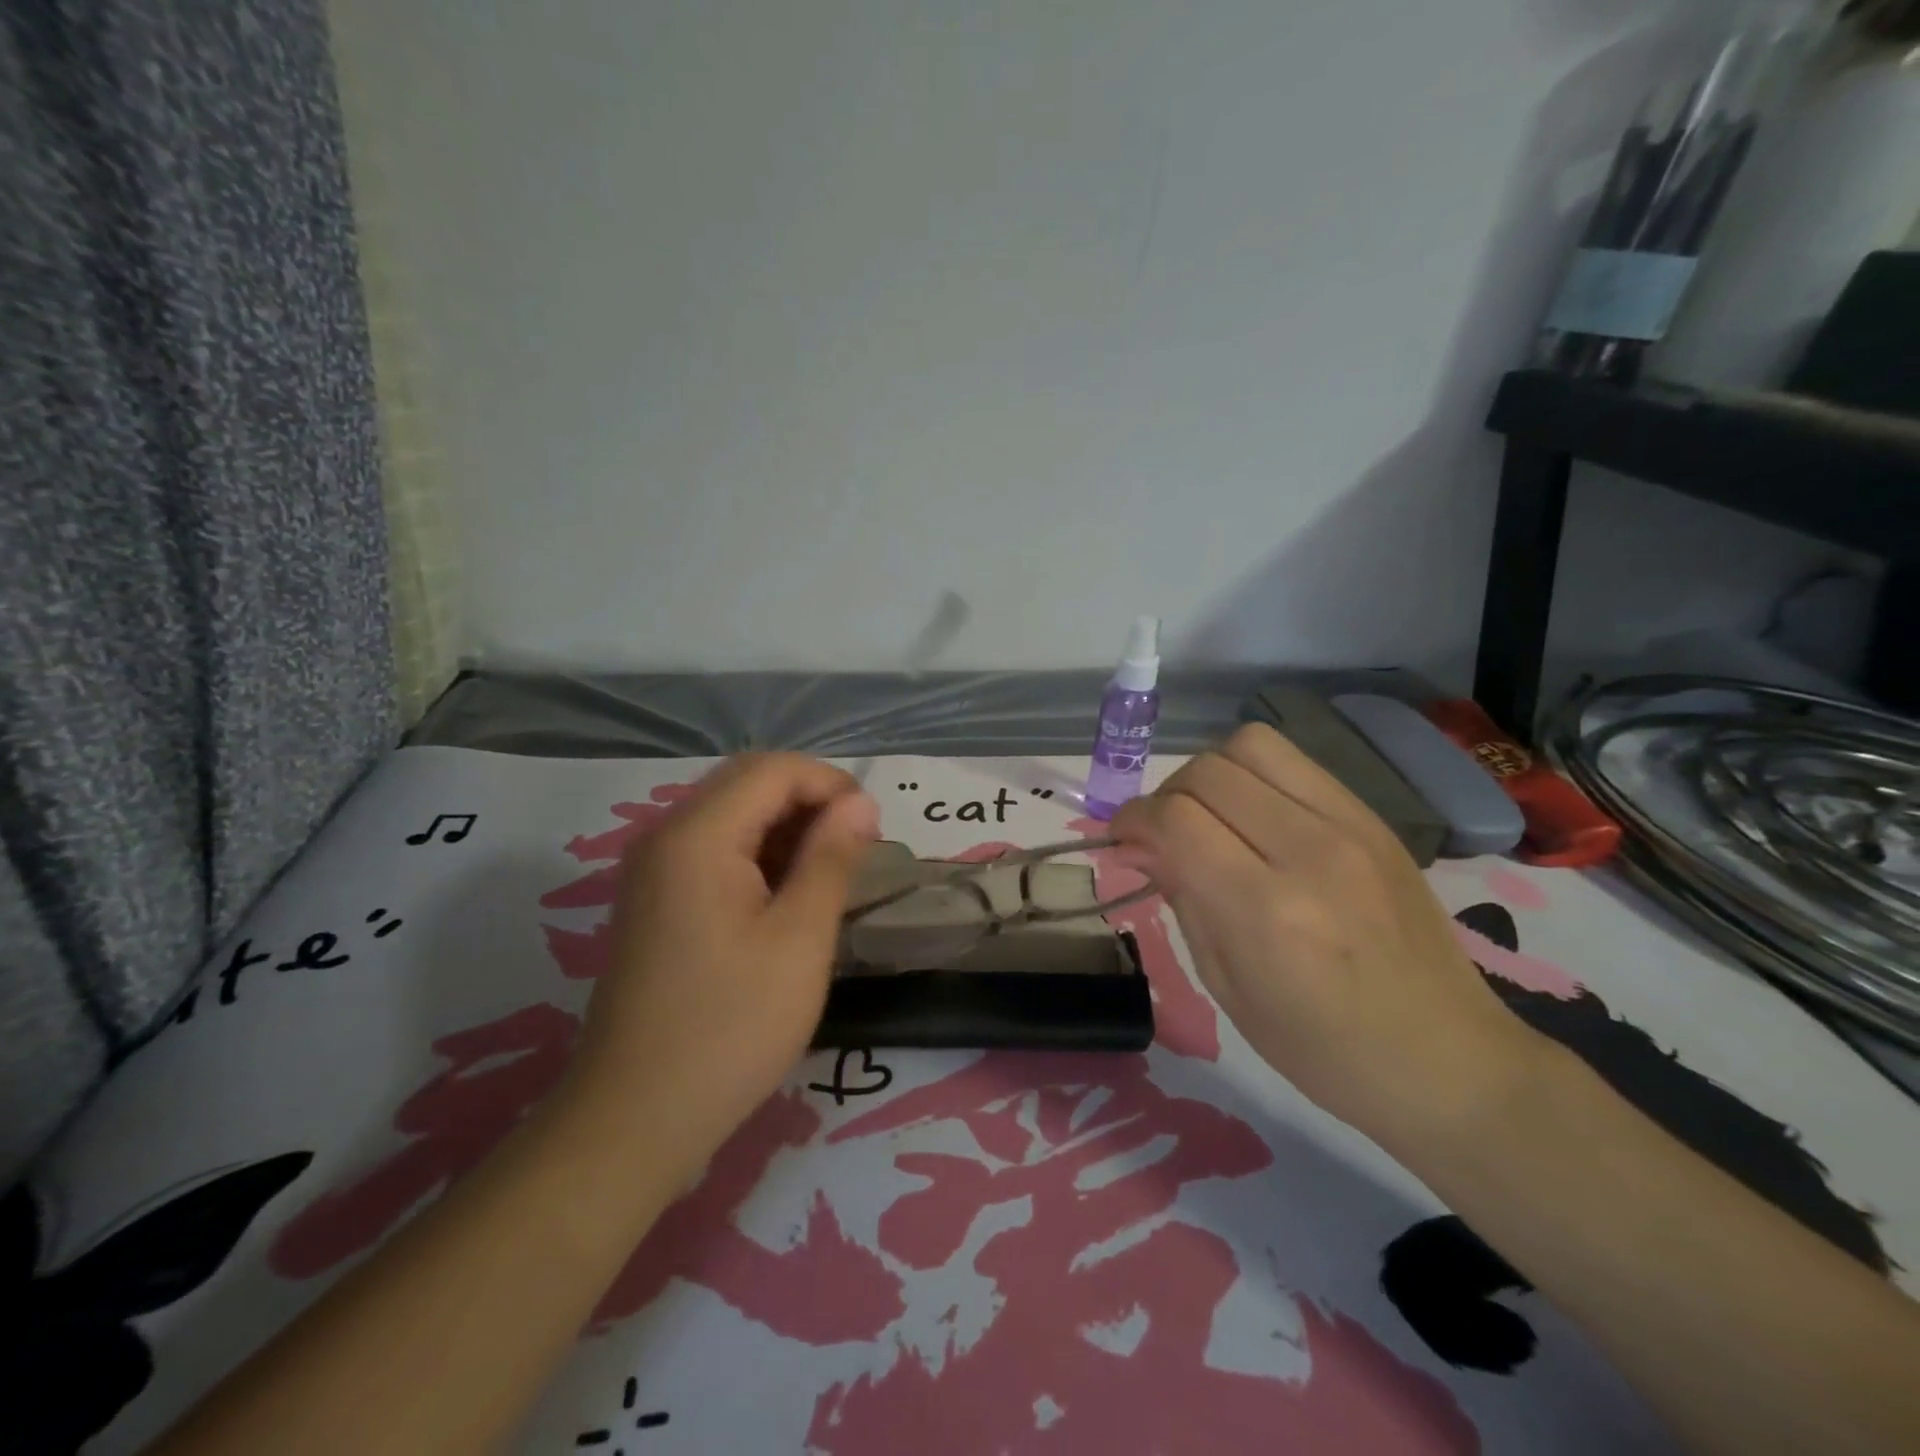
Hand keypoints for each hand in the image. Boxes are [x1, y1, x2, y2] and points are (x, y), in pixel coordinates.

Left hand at [570, 754, 878, 1177]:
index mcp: (697, 836)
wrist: (635, 1119)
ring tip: (829, 878)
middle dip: (811, 803)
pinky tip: (786, 900)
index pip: (774, 769)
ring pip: (732, 816)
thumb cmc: (730, 1028)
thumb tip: (860, 803)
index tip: (872, 830)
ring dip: (787, 830)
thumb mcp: (800, 939)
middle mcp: (666, 837)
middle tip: (855, 852)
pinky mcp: (655, 901)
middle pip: (749, 784)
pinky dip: (759, 857)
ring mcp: (654, 870)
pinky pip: (715, 851)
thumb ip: (832, 858)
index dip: (831, 784)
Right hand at [1111, 723, 1541, 1147]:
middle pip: (1206, 772)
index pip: (1174, 819)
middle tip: (1164, 834)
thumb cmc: (1321, 1048)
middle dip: (1165, 796)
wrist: (1447, 1058)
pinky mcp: (1375, 818)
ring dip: (1211, 773)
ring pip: (1251, 745)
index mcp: (1264, 910)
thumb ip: (1181, 898)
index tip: (1123, 840)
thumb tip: (1141, 845)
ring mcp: (1350, 826)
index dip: (1133, 820)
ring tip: (1211, 815)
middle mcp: (1308, 851)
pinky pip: (1295, 763)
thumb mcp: (1226, 986)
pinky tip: (1257, 817)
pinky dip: (1256, 777)